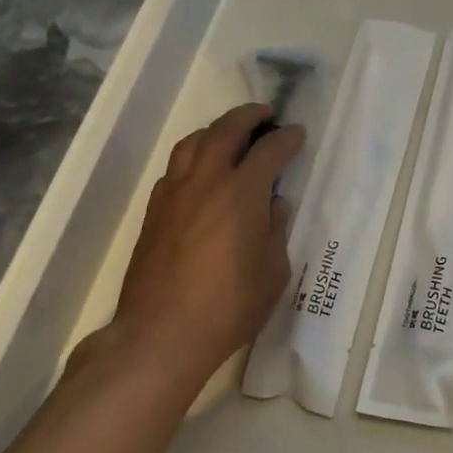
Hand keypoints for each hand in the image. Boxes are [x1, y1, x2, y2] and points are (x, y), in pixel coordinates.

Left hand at [105, 103, 303, 392]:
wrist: (159, 336)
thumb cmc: (228, 307)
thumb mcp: (273, 272)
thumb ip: (276, 229)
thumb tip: (273, 204)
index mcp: (242, 192)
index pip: (270, 149)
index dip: (288, 138)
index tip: (297, 134)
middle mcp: (207, 181)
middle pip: (227, 129)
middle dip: (249, 116)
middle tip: (265, 115)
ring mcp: (175, 193)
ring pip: (194, 142)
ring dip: (216, 130)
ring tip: (230, 135)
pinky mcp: (154, 211)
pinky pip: (175, 167)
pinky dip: (193, 157)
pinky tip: (201, 172)